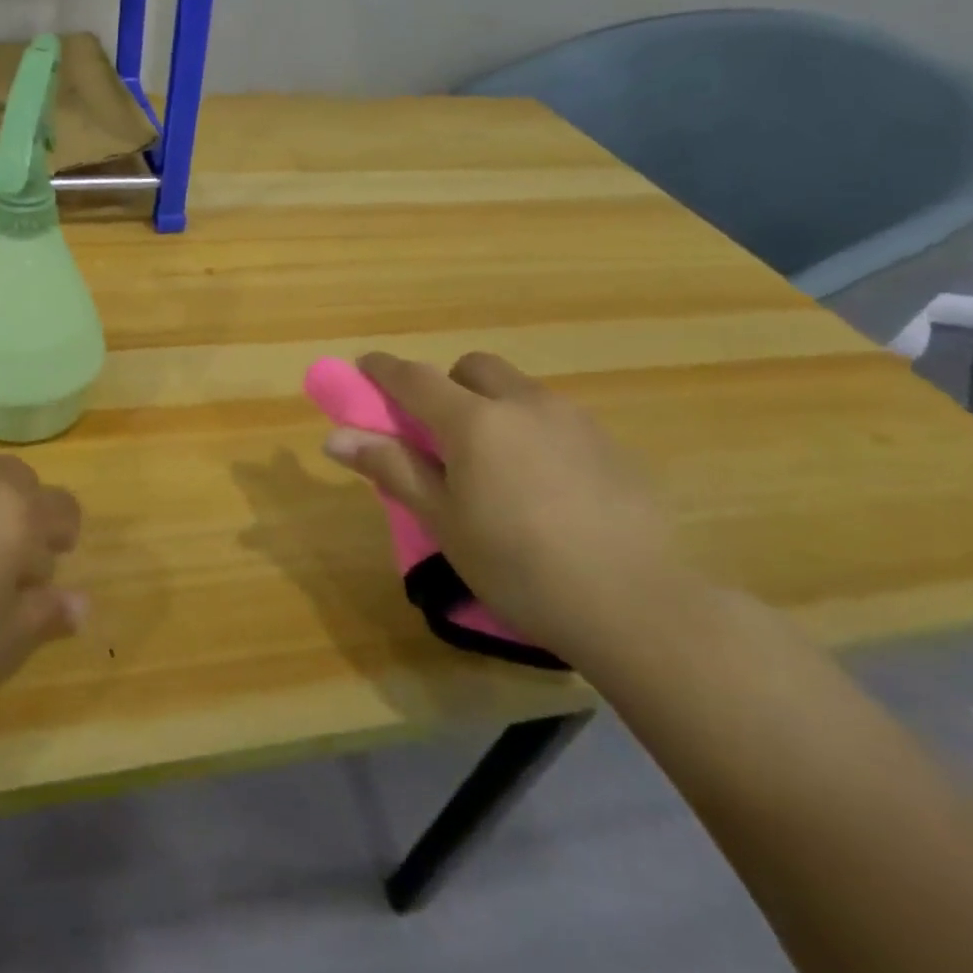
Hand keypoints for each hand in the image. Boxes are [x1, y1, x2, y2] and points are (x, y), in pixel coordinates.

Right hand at [323, 351, 686, 658]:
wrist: (636, 605)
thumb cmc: (519, 566)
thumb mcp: (443, 521)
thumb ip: (392, 468)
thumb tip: (336, 437)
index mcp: (474, 421)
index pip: (414, 378)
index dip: (383, 369)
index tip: (364, 366)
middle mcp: (524, 404)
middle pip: (473, 368)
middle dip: (448, 385)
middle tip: (441, 432)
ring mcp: (574, 420)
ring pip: (519, 390)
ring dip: (493, 406)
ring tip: (496, 465)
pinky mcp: (611, 445)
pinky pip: (556, 418)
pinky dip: (533, 431)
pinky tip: (546, 487)